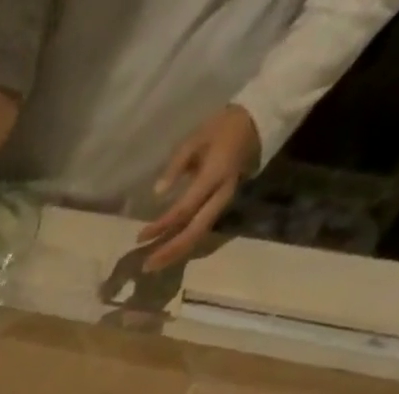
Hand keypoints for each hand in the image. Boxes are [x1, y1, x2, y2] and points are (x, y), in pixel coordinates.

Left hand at [138, 104, 260, 272]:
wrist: (257, 122)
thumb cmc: (222, 128)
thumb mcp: (196, 138)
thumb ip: (176, 165)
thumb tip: (157, 192)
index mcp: (215, 175)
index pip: (185, 209)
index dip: (162, 225)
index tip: (141, 237)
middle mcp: (221, 195)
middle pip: (194, 232)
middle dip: (170, 251)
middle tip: (146, 267)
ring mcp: (223, 203)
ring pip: (199, 235)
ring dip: (176, 253)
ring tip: (153, 266)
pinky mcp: (221, 207)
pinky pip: (202, 231)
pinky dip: (184, 245)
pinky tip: (167, 254)